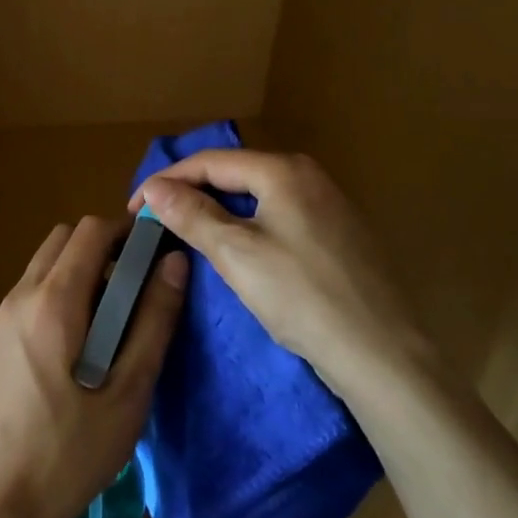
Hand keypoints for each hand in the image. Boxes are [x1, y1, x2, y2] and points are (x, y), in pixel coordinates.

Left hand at [0, 215, 187, 517]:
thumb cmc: (71, 451)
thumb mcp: (129, 392)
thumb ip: (153, 321)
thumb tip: (174, 263)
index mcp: (54, 300)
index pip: (91, 230)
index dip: (127, 230)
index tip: (155, 251)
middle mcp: (22, 294)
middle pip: (65, 238)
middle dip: (105, 246)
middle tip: (138, 285)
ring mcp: (4, 315)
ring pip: (47, 261)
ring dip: (83, 268)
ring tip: (116, 317)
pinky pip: (35, 289)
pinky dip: (63, 289)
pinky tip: (84, 341)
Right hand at [131, 150, 429, 387]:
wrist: (384, 356)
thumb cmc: (302, 296)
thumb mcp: (236, 253)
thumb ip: (192, 214)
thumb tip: (153, 187)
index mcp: (283, 169)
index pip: (210, 161)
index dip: (167, 181)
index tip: (134, 208)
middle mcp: (309, 175)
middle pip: (235, 174)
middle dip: (192, 193)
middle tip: (158, 221)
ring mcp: (330, 205)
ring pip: (258, 196)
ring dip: (218, 210)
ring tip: (188, 233)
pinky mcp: (341, 235)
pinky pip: (280, 216)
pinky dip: (248, 225)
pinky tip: (238, 249)